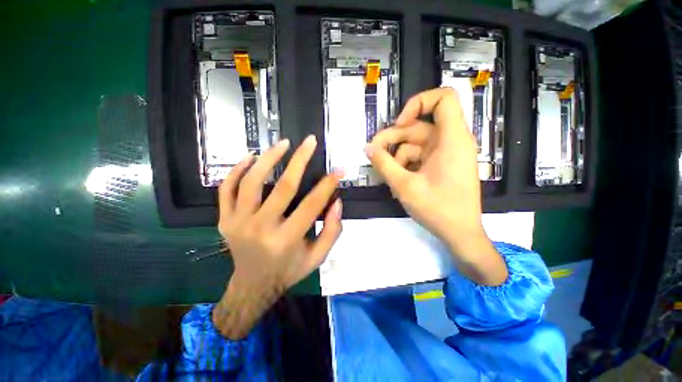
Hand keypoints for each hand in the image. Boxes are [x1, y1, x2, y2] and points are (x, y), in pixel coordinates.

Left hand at [213, 136, 342, 338]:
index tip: (338, 170)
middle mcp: (260, 229)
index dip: (327, 185)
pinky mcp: (225, 219)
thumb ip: (331, 231)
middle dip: (300, 160)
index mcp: (286, 240)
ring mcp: (237, 223)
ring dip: (269, 158)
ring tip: (283, 143)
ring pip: (251, 182)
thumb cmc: (288, 271)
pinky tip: (250, 156)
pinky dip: (237, 169)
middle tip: (310, 141)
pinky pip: (226, 189)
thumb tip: (337, 202)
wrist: (252, 286)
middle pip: (283, 187)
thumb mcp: (317, 257)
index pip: (311, 205)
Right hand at [365, 88, 506, 285]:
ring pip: (415, 144)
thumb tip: (367, 148)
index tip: (399, 123)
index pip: (444, 98)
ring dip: (397, 158)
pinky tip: (399, 182)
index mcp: (451, 139)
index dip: (418, 103)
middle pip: (418, 126)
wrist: (460, 233)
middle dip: (393, 139)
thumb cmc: (438, 209)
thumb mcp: (404, 186)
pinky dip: (406, 166)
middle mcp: (451, 141)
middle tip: (373, 154)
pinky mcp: (441, 164)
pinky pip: (419, 157)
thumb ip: (383, 164)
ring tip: (388, 178)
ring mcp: (446, 154)